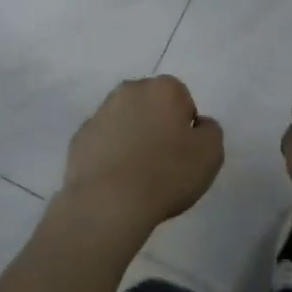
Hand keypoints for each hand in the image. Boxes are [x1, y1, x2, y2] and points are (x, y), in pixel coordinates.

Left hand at [59, 76, 222, 240]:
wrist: (109, 202)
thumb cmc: (167, 173)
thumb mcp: (211, 153)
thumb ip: (210, 130)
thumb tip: (198, 125)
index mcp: (163, 89)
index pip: (182, 100)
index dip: (185, 127)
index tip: (184, 153)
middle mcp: (129, 90)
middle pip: (151, 105)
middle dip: (157, 125)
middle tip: (163, 161)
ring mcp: (100, 113)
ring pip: (125, 121)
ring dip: (132, 137)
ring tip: (138, 174)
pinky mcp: (80, 137)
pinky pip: (103, 141)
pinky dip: (110, 154)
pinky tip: (116, 180)